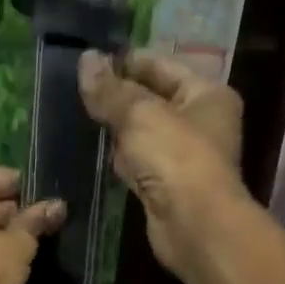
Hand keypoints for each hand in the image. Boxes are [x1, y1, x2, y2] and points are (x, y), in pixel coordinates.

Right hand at [77, 50, 248, 279]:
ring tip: (80, 112)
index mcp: (207, 93)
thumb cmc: (176, 157)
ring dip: (117, 125)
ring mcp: (184, 155)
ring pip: (143, 130)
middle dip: (119, 93)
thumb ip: (110, 89)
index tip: (89, 60)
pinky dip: (120, 155)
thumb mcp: (139, 114)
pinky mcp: (166, 183)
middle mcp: (201, 121)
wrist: (193, 224)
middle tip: (78, 86)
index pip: (162, 65)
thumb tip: (86, 59)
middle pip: (153, 98)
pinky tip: (96, 150)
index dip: (127, 61)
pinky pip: (138, 159)